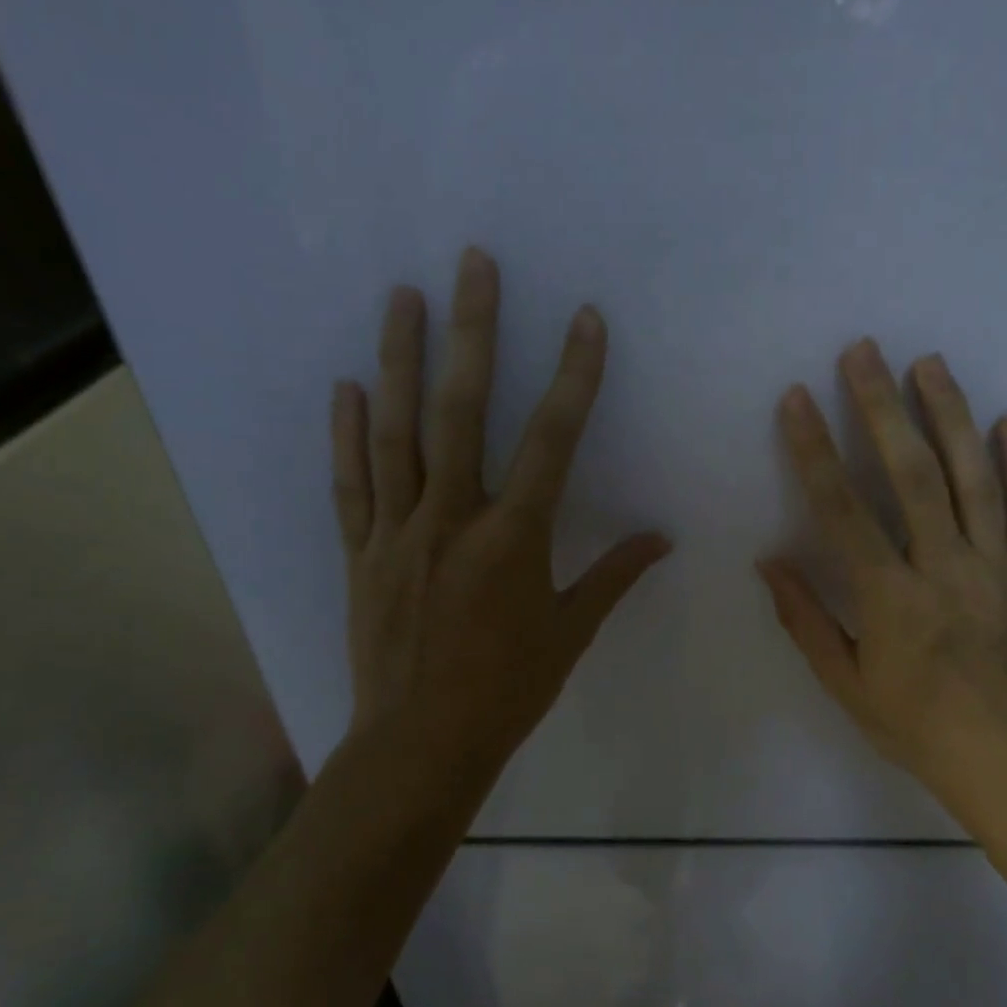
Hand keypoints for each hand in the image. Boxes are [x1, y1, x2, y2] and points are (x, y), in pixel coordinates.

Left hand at [331, 247, 669, 784]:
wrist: (423, 742)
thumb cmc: (507, 690)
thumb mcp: (570, 633)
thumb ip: (612, 576)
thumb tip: (661, 538)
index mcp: (512, 539)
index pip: (551, 441)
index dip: (574, 377)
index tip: (586, 320)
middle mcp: (452, 520)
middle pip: (461, 411)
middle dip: (473, 332)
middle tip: (472, 264)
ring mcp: (398, 532)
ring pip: (396, 432)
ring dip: (397, 359)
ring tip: (401, 296)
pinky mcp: (361, 553)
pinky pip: (352, 485)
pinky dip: (347, 435)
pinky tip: (345, 387)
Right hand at [759, 339, 1006, 809]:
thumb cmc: (913, 726)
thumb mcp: (844, 683)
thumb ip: (805, 618)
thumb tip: (769, 561)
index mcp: (890, 598)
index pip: (843, 510)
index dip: (815, 450)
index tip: (797, 399)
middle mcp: (944, 569)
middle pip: (912, 474)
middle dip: (882, 407)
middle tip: (864, 350)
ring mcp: (997, 568)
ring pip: (975, 478)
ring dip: (950, 415)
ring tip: (930, 363)